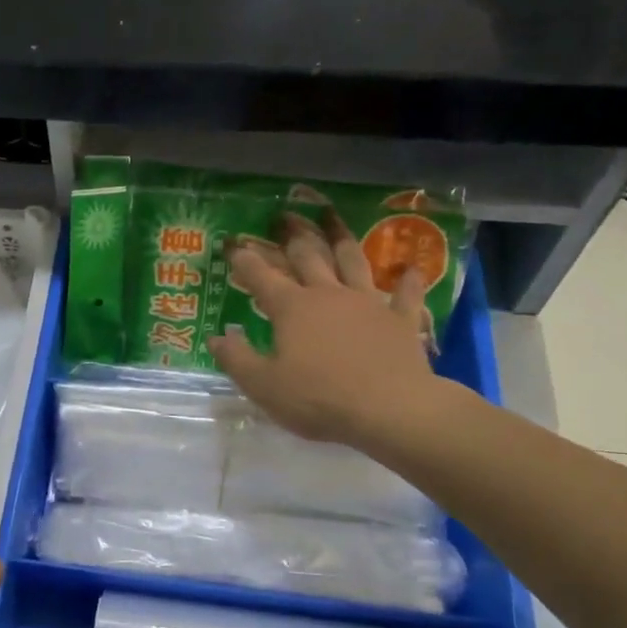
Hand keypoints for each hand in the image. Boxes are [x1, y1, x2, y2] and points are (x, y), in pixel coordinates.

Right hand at [209, 210, 461, 452]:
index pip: (260, 277)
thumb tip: (217, 337)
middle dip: (292, 237)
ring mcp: (368, 303)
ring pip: (353, 262)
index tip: (232, 243)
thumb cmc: (318, 398)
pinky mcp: (400, 320)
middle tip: (283, 218)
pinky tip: (409, 269)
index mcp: (292, 308)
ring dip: (341, 240)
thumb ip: (236, 358)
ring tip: (334, 221)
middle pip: (308, 258)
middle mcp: (328, 295)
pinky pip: (405, 294)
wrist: (390, 409)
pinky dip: (407, 281)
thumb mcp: (263, 385)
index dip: (243, 259)